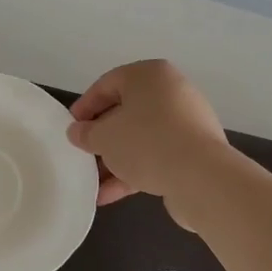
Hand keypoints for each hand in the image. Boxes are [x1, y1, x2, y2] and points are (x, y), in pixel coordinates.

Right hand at [66, 59, 231, 208]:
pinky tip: (110, 195)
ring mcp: (186, 123)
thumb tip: (77, 132)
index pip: (107, 84)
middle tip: (82, 154)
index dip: (84, 107)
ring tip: (93, 182)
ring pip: (141, 138)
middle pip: (126, 112)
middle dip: (102, 137)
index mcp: (149, 75)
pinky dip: (134, 172)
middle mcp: (171, 92)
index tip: (70, 129)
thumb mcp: (104, 137)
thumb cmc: (145, 142)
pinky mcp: (194, 151)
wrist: (200, 177)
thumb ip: (86, 133)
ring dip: (116, 160)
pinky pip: (156, 156)